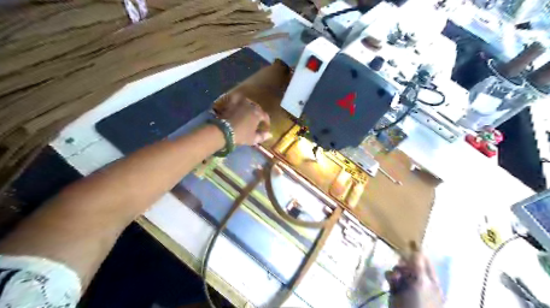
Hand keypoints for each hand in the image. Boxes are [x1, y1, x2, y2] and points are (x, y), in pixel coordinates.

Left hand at [214, 92, 270, 144]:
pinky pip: (236, 99)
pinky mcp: (231, 103)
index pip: (265, 116)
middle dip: (259, 114)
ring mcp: (240, 103)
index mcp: (257, 114)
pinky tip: (238, 105)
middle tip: (258, 120)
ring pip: (248, 103)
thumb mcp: (253, 139)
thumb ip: (262, 136)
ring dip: (250, 107)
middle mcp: (250, 106)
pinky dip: (238, 101)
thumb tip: (270, 134)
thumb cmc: (241, 135)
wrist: (223, 131)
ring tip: (249, 112)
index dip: (267, 122)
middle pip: (257, 108)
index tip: (266, 128)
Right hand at [384, 242, 443, 307]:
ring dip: (396, 270)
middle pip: (410, 264)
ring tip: (395, 277)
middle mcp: (420, 282)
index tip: (409, 240)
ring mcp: (407, 286)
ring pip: (399, 269)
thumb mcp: (421, 282)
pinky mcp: (396, 289)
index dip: (418, 251)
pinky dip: (390, 276)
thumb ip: (419, 265)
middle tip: (400, 264)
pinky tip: (390, 280)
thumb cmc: (417, 303)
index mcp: (431, 281)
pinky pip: (392, 277)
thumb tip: (417, 248)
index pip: (425, 261)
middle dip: (404, 262)